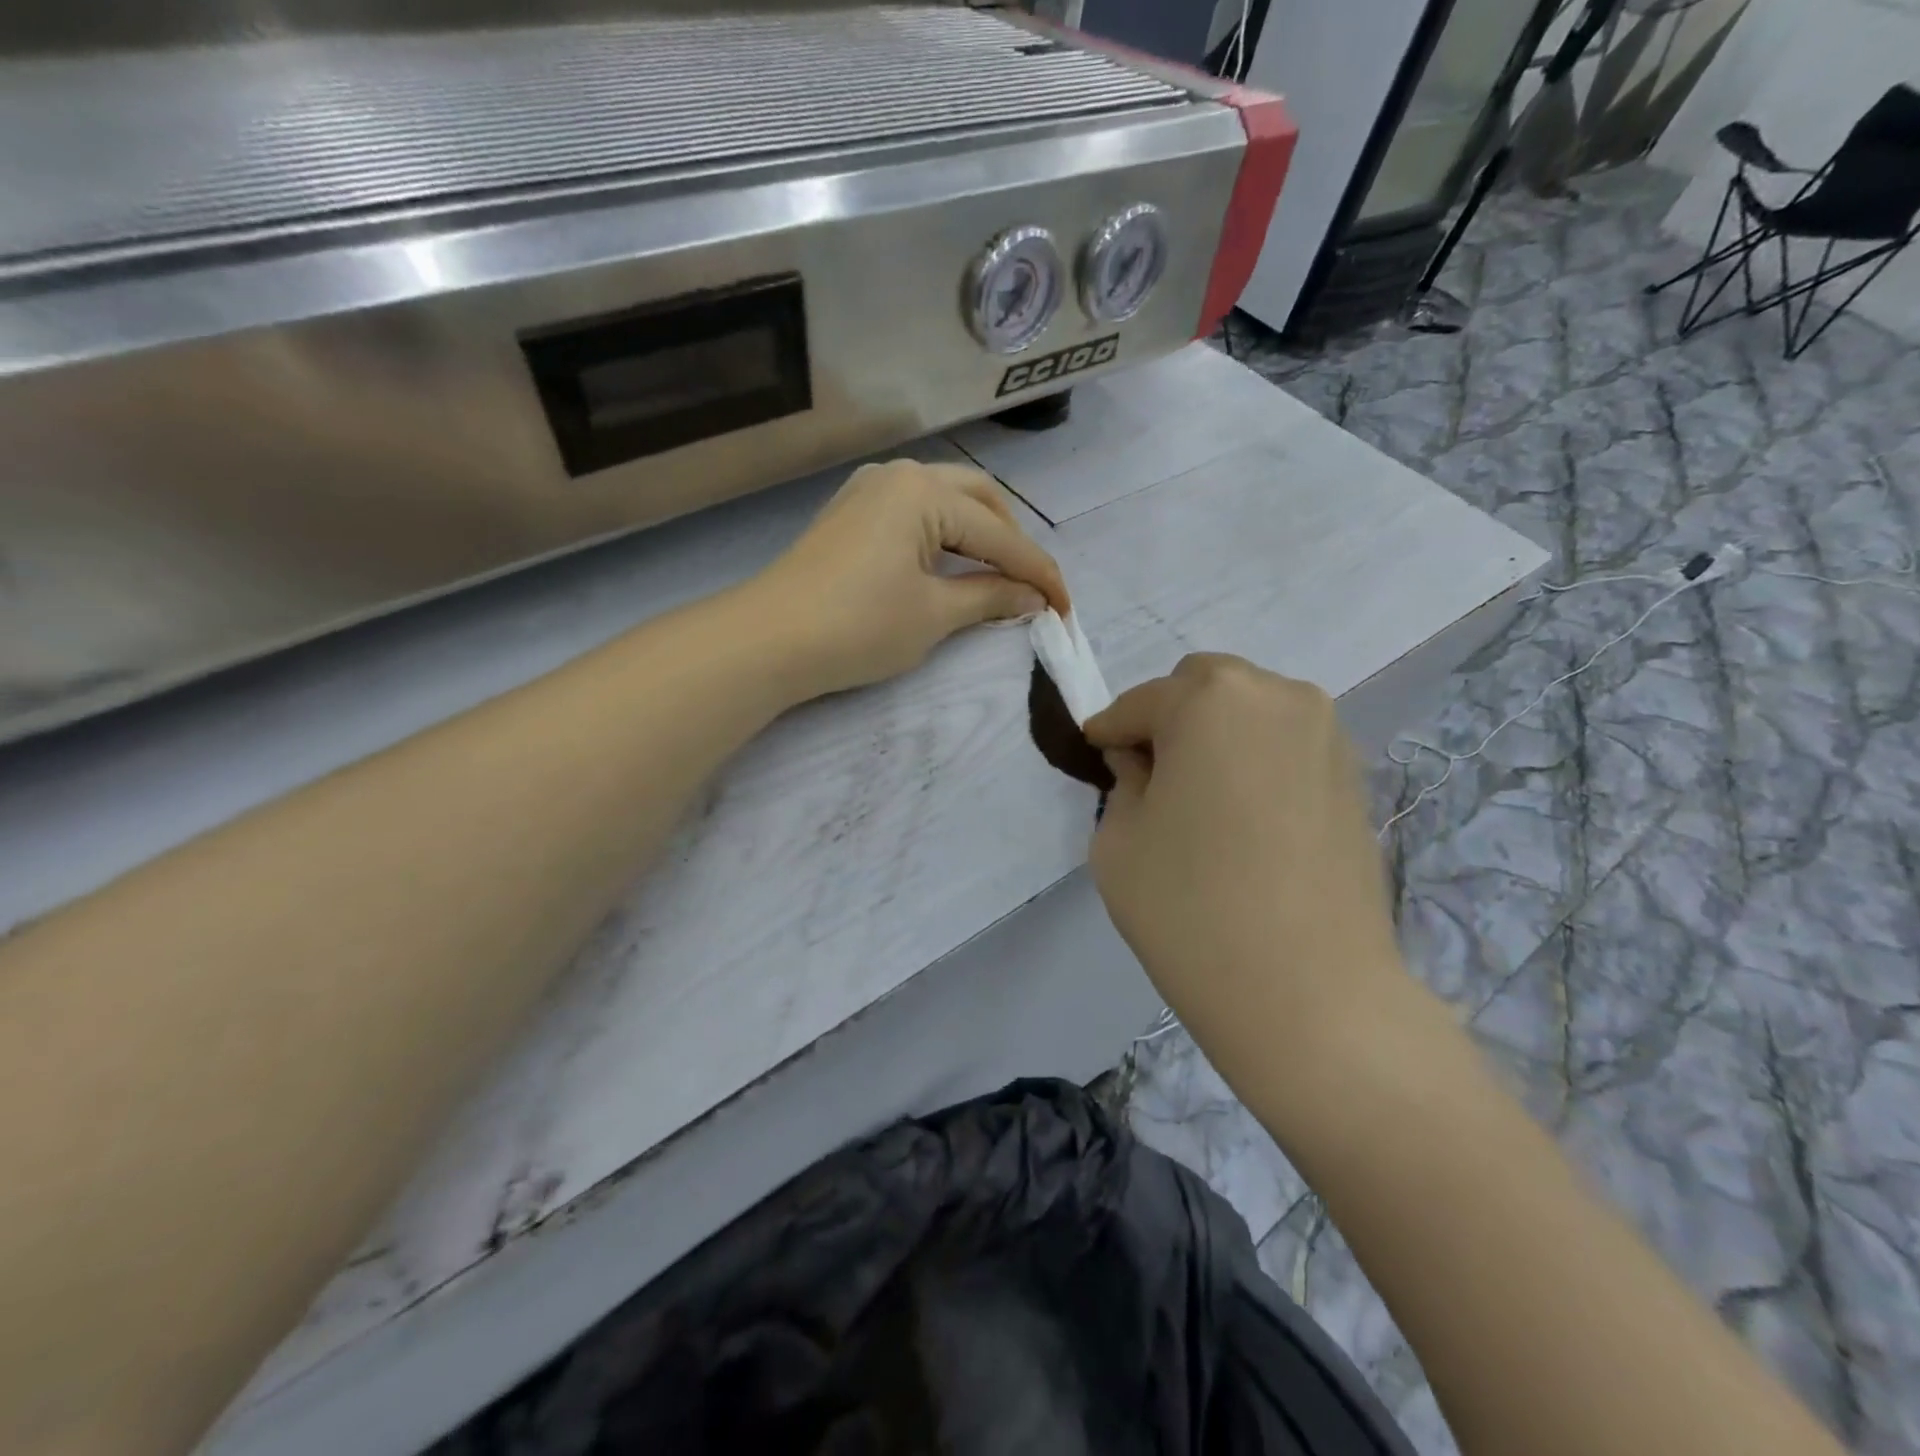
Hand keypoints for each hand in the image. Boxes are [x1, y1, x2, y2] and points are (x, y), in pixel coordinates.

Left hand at [754, 459, 1067, 696]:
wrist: (769, 640)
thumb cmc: (858, 626)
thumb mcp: (933, 615)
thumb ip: (989, 597)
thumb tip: (1032, 598)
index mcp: (924, 491)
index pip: (999, 535)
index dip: (1037, 574)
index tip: (1065, 607)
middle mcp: (898, 475)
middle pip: (977, 499)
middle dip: (1010, 542)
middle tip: (1028, 587)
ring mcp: (868, 491)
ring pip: (944, 502)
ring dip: (978, 535)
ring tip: (996, 577)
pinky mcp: (850, 514)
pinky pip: (914, 513)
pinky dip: (943, 537)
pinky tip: (950, 565)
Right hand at [1085, 654, 1410, 1076]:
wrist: (1311, 995)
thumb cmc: (1191, 908)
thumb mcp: (1118, 839)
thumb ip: (1123, 783)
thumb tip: (1143, 764)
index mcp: (1211, 698)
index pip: (1141, 703)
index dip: (1111, 733)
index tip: (1099, 759)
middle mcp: (1278, 697)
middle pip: (1203, 688)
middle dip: (1169, 721)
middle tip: (1152, 778)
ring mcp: (1328, 735)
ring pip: (1250, 713)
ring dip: (1215, 738)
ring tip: (1201, 802)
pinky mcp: (1356, 779)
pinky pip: (1286, 747)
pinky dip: (1255, 763)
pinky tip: (1244, 821)